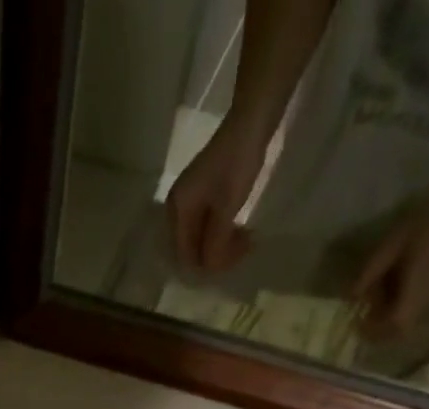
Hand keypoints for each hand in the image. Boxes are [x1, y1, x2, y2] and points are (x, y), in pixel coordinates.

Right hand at [165, 120, 269, 273]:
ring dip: (223, 245)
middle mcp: (177, 210)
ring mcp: (189, 202)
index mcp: (178, 211)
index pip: (186, 255)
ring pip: (201, 239)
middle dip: (216, 255)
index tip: (236, 259)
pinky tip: (239, 230)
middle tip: (245, 248)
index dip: (209, 264)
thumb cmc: (237, 163)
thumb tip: (211, 270)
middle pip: (192, 249)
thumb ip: (216, 244)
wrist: (251, 120)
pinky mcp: (202, 196)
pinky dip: (223, 233)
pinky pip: (207, 227)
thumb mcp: (227, 208)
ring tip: (246, 239)